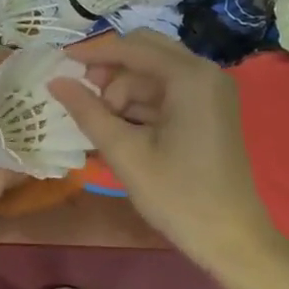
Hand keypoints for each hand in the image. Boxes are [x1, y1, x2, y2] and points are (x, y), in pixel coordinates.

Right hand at [50, 31, 281, 275]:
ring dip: (124, 90)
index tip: (60, 62)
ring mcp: (211, 91)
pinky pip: (167, 92)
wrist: (233, 240)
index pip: (132, 48)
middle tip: (81, 95)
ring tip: (99, 122)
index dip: (93, 53)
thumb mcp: (126, 153)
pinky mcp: (210, 110)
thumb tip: (55, 81)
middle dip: (110, 70)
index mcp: (190, 77)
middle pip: (146, 52)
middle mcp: (205, 73)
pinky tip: (119, 127)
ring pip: (154, 73)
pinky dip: (141, 104)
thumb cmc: (179, 196)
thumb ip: (88, 112)